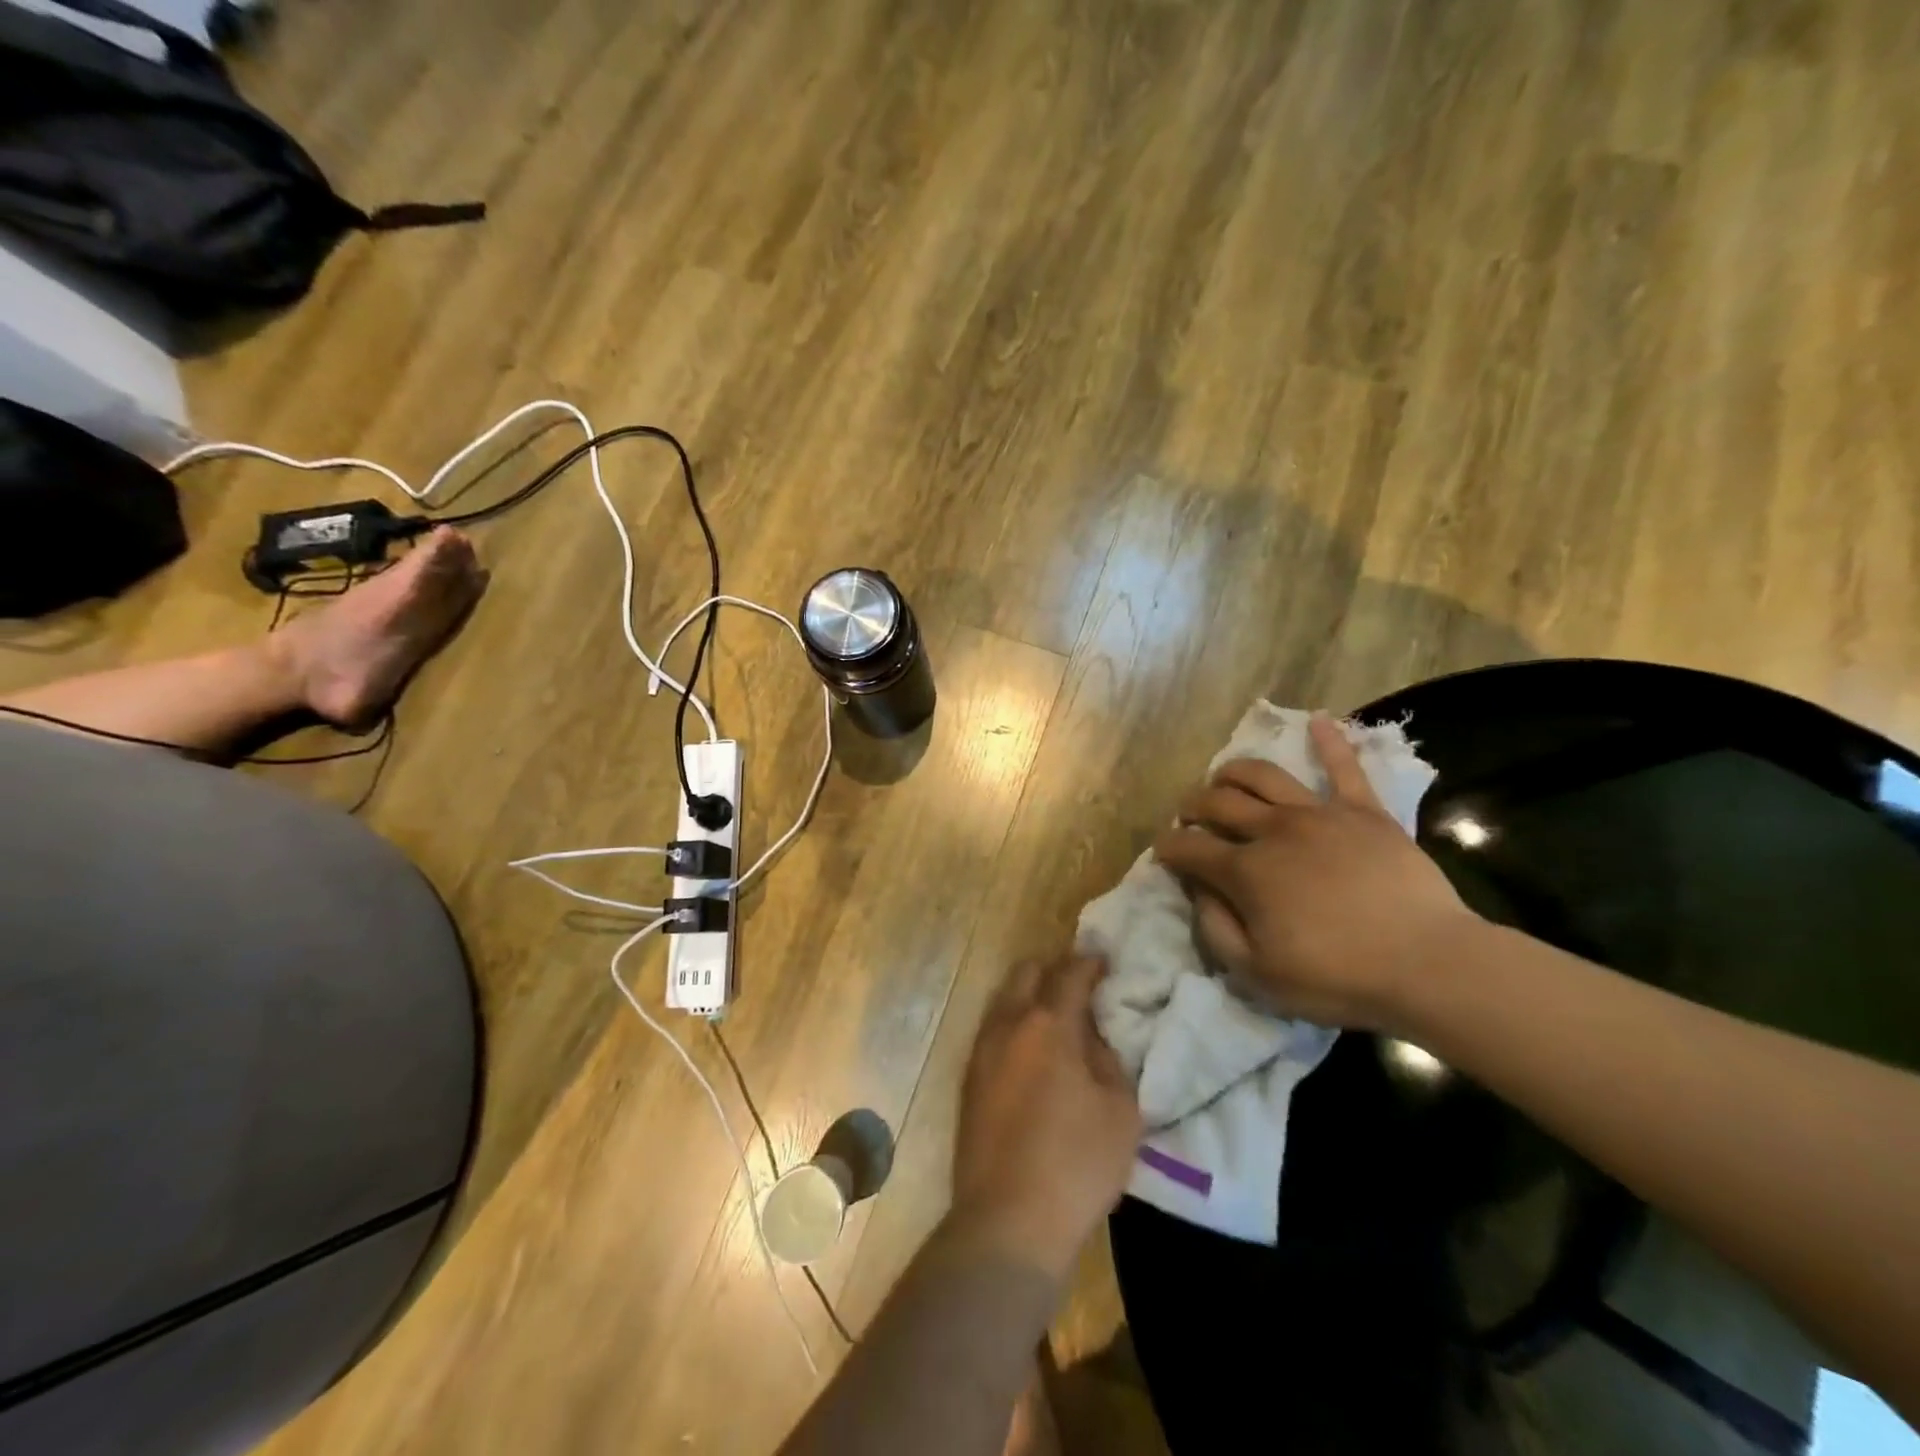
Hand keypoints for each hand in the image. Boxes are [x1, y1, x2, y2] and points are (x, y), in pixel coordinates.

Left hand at [950, 956, 1141, 1278]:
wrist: (1007, 1222)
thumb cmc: (1076, 1165)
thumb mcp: (1120, 1111)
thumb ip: (1109, 1061)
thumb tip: (1091, 1038)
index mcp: (1047, 1025)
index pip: (1069, 974)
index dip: (1089, 962)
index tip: (1103, 960)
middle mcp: (1007, 1026)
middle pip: (1026, 974)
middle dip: (1053, 970)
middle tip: (1079, 986)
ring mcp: (981, 1052)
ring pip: (1003, 1000)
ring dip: (1029, 997)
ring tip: (1055, 1018)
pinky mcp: (968, 1080)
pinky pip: (992, 1032)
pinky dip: (1014, 1026)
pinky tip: (1031, 1053)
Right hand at [1153, 715, 1478, 1031]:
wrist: (1429, 964)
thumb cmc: (1338, 977)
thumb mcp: (1257, 974)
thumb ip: (1215, 929)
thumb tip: (1199, 891)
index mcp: (1245, 870)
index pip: (1189, 847)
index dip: (1169, 847)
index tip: (1164, 852)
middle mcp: (1273, 830)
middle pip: (1218, 802)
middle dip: (1193, 805)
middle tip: (1188, 815)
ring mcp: (1320, 814)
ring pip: (1263, 775)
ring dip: (1233, 772)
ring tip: (1223, 777)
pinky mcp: (1364, 811)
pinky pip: (1345, 767)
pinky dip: (1331, 740)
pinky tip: (1320, 719)